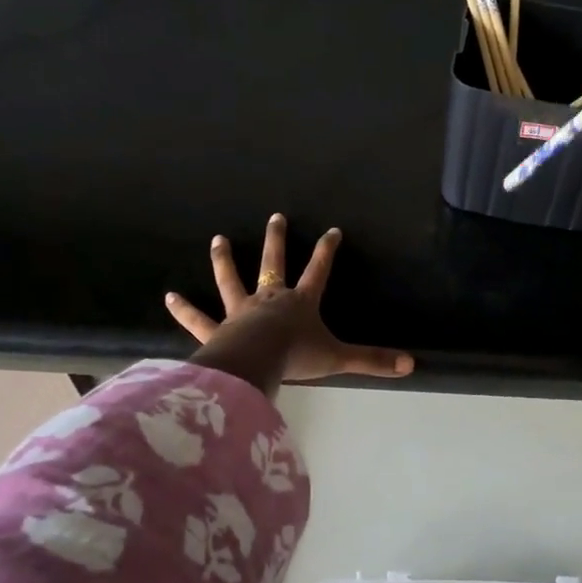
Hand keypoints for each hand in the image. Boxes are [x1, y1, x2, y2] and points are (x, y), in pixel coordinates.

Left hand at [166, 213, 413, 396]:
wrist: (255, 364)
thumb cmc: (296, 357)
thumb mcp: (339, 358)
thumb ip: (373, 361)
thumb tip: (411, 365)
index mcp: (300, 302)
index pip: (319, 271)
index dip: (327, 251)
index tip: (333, 230)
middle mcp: (269, 299)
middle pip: (273, 264)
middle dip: (276, 241)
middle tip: (275, 217)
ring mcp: (240, 312)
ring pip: (231, 281)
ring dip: (224, 261)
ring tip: (217, 240)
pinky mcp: (217, 330)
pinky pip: (198, 319)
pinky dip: (184, 310)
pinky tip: (169, 296)